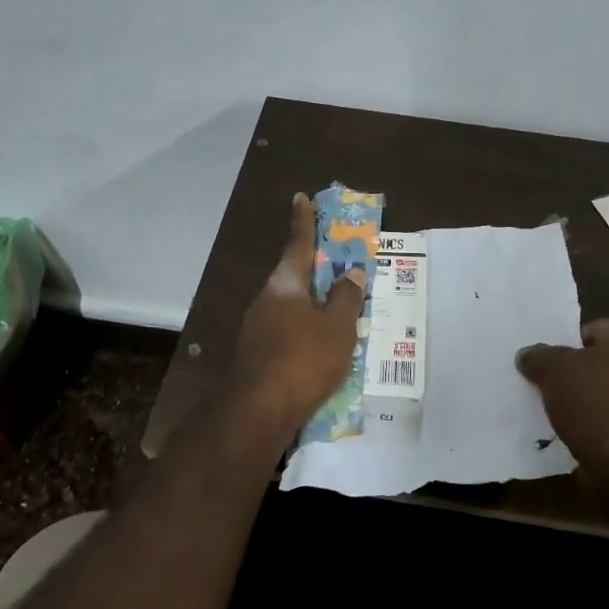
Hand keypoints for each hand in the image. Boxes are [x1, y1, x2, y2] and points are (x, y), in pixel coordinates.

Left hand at [230, 194, 369, 427]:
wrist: (258, 411)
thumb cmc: (303, 359)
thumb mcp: (337, 328)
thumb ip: (346, 298)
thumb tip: (351, 271)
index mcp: (285, 285)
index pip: (298, 244)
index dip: (303, 221)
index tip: (300, 198)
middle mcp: (266, 300)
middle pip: (293, 277)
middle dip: (314, 270)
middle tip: (336, 264)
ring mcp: (257, 329)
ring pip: (290, 307)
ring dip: (311, 304)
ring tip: (337, 311)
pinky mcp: (257, 355)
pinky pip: (287, 332)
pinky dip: (304, 330)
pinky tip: (319, 347)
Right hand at [516, 318, 608, 473]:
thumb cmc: (597, 404)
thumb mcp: (553, 370)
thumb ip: (538, 356)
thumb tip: (528, 356)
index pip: (587, 332)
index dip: (563, 350)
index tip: (547, 370)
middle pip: (599, 361)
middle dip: (575, 375)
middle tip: (549, 389)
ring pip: (608, 389)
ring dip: (586, 400)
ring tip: (560, 414)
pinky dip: (599, 421)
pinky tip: (578, 431)